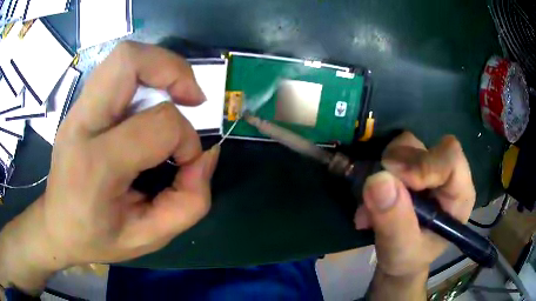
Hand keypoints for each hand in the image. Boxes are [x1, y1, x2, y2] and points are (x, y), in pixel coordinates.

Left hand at [0, 41, 218, 292]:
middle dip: (173, 69)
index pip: (158, 125)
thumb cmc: (98, 238)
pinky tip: (151, 102)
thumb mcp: (150, 237)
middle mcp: (82, 124)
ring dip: (160, 67)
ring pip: (124, 56)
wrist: (57, 226)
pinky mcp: (80, 106)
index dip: (187, 139)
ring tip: (175, 95)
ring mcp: (77, 110)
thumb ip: (189, 202)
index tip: (188, 162)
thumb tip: (207, 156)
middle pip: (129, 60)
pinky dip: (145, 75)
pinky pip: (117, 70)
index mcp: (96, 165)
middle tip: (191, 98)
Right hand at [354, 132, 474, 299]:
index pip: (450, 157)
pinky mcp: (410, 166)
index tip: (394, 182)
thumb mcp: (401, 250)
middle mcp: (446, 173)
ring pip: (405, 146)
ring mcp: (427, 166)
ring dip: (383, 173)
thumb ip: (394, 221)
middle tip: (376, 202)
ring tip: (371, 209)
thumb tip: (377, 180)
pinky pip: (390, 155)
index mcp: (459, 193)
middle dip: (396, 171)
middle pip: (423, 148)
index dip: (424, 164)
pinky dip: (376, 174)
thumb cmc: (409, 258)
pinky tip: (371, 204)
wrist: (400, 257)